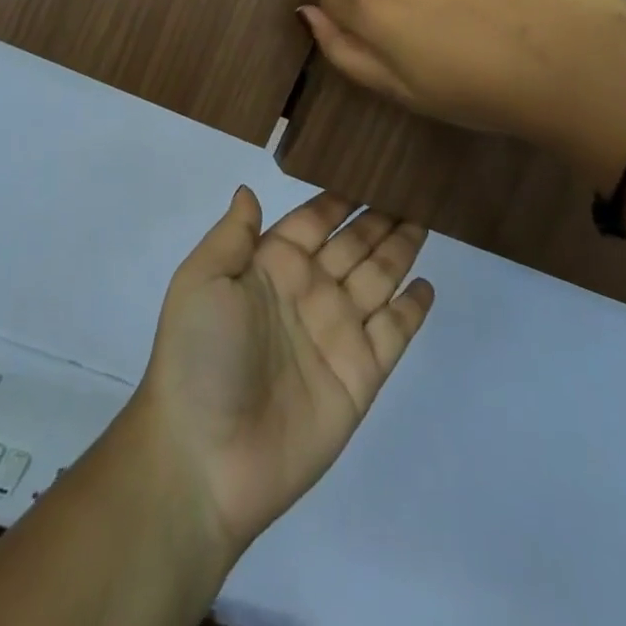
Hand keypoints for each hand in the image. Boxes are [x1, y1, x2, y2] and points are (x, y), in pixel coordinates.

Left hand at [133, 188, 432, 556]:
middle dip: (379, 217)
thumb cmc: (199, 356)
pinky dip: (411, 309)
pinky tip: (426, 284)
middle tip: (411, 186)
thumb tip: (249, 189)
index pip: (314, 219)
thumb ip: (233, 234)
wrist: (205, 459)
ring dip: (400, 249)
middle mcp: (308, 292)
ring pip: (378, 278)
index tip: (369, 167)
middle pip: (353, 243)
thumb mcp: (202, 280)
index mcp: (271, 266)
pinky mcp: (360, 377)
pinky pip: (393, 333)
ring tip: (425, 218)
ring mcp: (336, 334)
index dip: (340, 197)